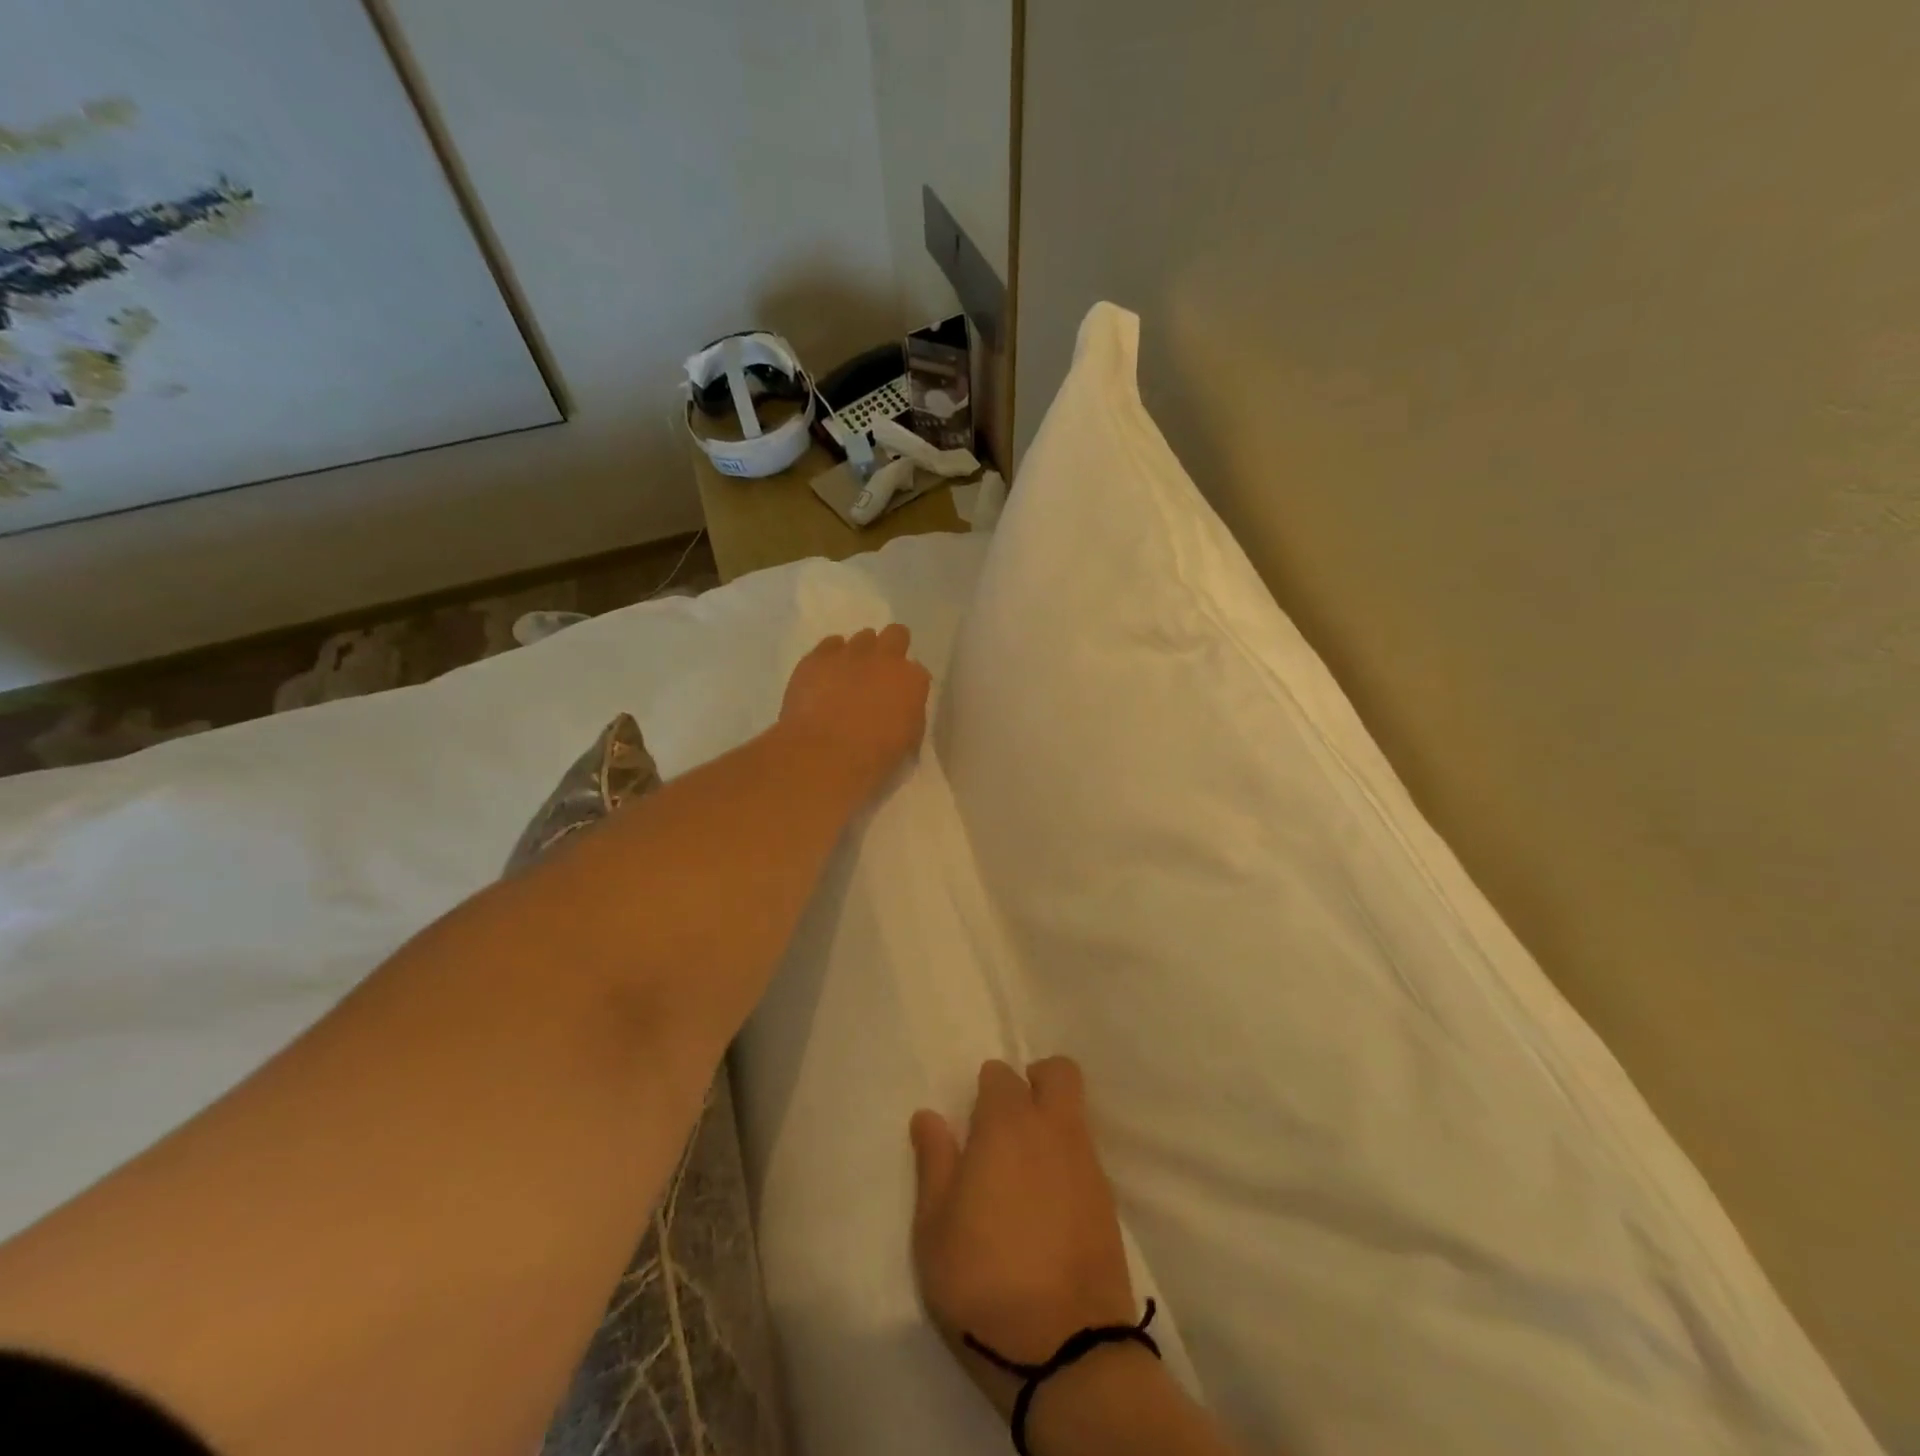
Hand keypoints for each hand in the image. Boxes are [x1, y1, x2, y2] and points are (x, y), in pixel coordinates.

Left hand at [777, 626, 931, 800]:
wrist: (825, 755)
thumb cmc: (874, 757)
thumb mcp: (908, 741)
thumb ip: (909, 715)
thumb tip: (902, 709)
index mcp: (912, 680)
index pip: (918, 672)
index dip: (907, 684)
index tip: (899, 697)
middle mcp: (885, 658)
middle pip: (896, 635)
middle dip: (892, 648)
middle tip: (880, 672)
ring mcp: (850, 653)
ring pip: (863, 638)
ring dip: (860, 653)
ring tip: (849, 675)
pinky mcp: (817, 657)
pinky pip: (829, 645)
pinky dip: (830, 657)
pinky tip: (825, 676)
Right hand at [910, 1058, 1139, 1420]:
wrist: (1066, 1351)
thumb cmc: (983, 1281)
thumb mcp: (935, 1228)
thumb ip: (934, 1162)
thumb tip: (929, 1116)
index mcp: (1008, 1125)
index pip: (1001, 1075)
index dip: (987, 1089)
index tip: (974, 1120)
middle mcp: (1054, 1130)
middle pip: (1059, 1073)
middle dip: (1036, 1080)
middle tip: (1010, 1119)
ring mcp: (1087, 1164)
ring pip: (1076, 1112)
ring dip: (1054, 1120)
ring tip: (1024, 1169)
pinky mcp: (1108, 1201)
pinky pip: (1087, 1155)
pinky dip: (1068, 1160)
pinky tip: (1049, 1201)